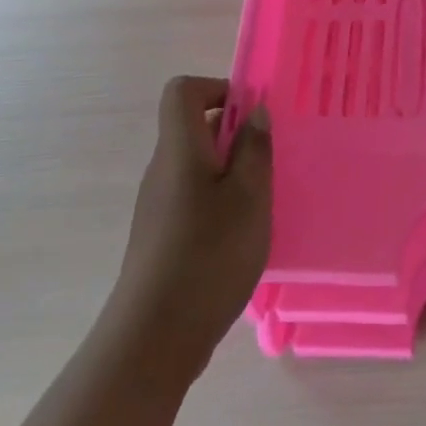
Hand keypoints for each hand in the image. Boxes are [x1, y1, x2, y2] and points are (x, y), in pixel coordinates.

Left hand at [112, 77, 271, 380]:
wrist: (155, 336)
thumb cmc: (209, 255)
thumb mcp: (248, 196)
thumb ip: (253, 148)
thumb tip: (253, 110)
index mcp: (178, 149)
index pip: (182, 91)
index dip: (216, 88)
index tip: (252, 113)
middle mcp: (161, 170)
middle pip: (191, 127)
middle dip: (234, 133)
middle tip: (270, 159)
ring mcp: (158, 205)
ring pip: (196, 165)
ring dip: (231, 170)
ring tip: (263, 200)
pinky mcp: (161, 236)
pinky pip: (193, 196)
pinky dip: (220, 200)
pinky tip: (243, 233)